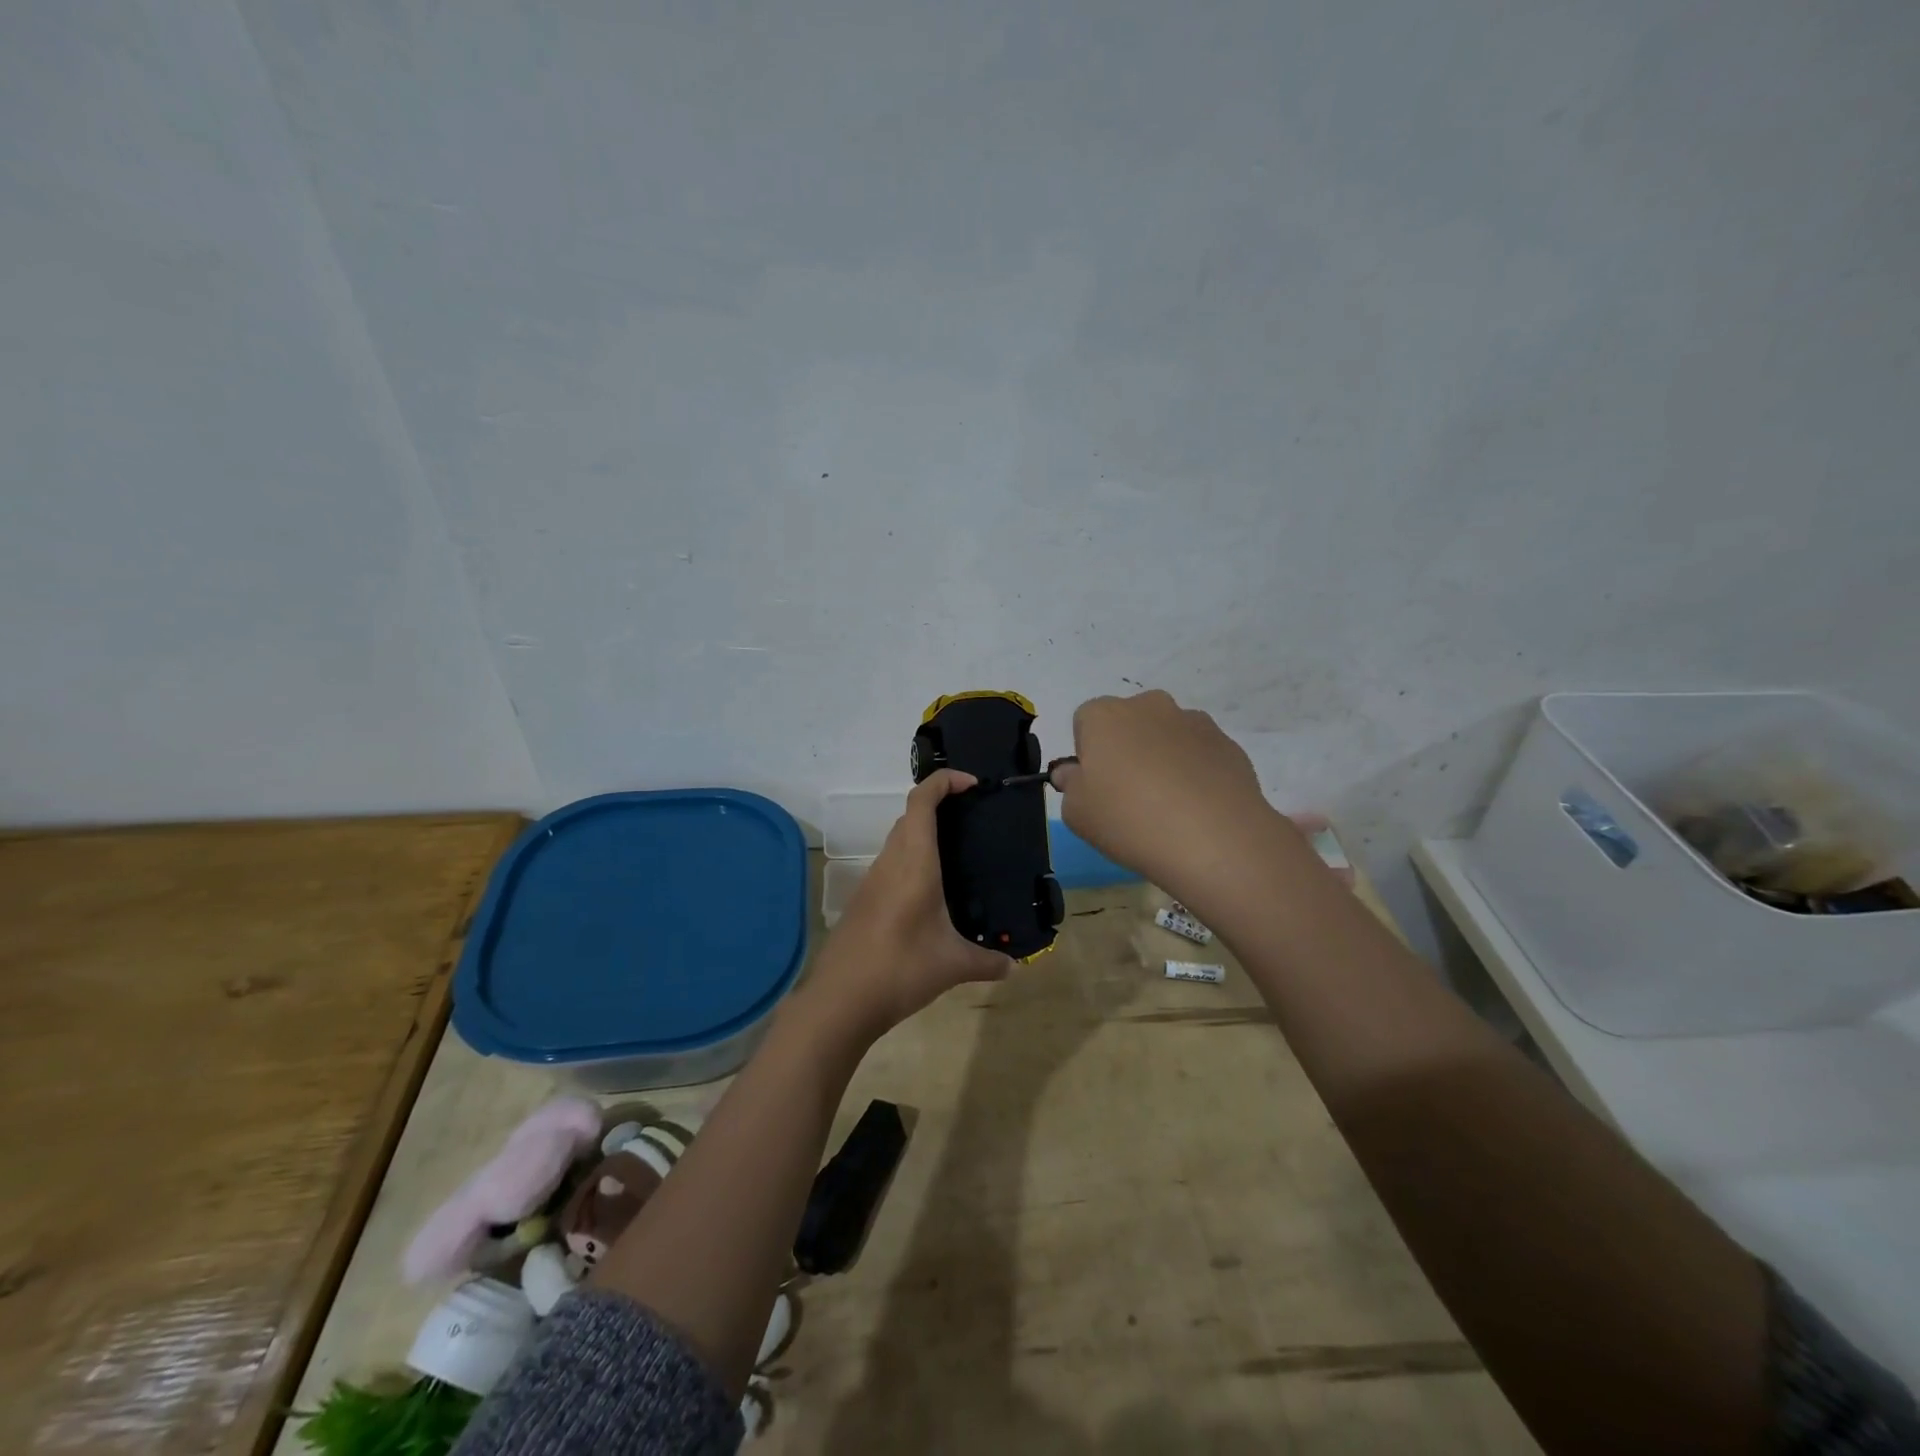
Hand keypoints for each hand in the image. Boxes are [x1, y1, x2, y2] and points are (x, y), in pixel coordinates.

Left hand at [804, 769, 1009, 1038]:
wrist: (839, 1001)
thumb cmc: (900, 969)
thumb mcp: (952, 965)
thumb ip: (987, 962)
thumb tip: (1014, 967)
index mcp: (913, 862)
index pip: (922, 801)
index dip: (945, 782)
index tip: (972, 785)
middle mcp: (890, 862)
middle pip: (909, 815)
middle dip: (939, 805)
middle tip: (973, 820)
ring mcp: (872, 881)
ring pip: (898, 840)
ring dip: (924, 835)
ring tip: (959, 856)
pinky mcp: (864, 901)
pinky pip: (892, 865)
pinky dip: (912, 861)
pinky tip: (932, 894)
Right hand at [1050, 690, 1281, 897]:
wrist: (1215, 839)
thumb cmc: (1129, 820)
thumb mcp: (1077, 813)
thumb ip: (1069, 785)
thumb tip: (1075, 773)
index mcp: (1105, 715)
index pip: (1085, 721)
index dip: (1087, 754)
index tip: (1096, 787)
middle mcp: (1150, 706)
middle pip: (1129, 723)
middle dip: (1126, 750)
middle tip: (1129, 797)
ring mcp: (1194, 721)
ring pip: (1167, 736)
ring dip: (1162, 759)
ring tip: (1168, 808)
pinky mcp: (1228, 744)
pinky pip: (1200, 755)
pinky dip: (1195, 773)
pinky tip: (1197, 810)